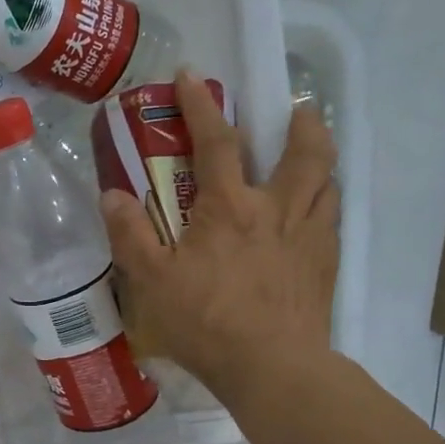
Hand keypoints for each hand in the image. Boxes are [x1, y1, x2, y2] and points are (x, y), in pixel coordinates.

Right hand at [101, 70, 338, 402]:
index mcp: (230, 207)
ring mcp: (309, 236)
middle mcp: (277, 210)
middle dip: (300, 122)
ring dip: (321, 157)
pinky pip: (332, 218)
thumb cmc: (205, 321)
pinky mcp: (325, 264)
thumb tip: (112, 194)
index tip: (192, 76)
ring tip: (310, 154)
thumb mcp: (151, 280)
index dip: (202, 105)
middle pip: (304, 151)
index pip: (218, 142)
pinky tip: (314, 213)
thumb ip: (130, 235)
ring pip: (327, 181)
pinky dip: (325, 201)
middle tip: (295, 109)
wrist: (271, 367)